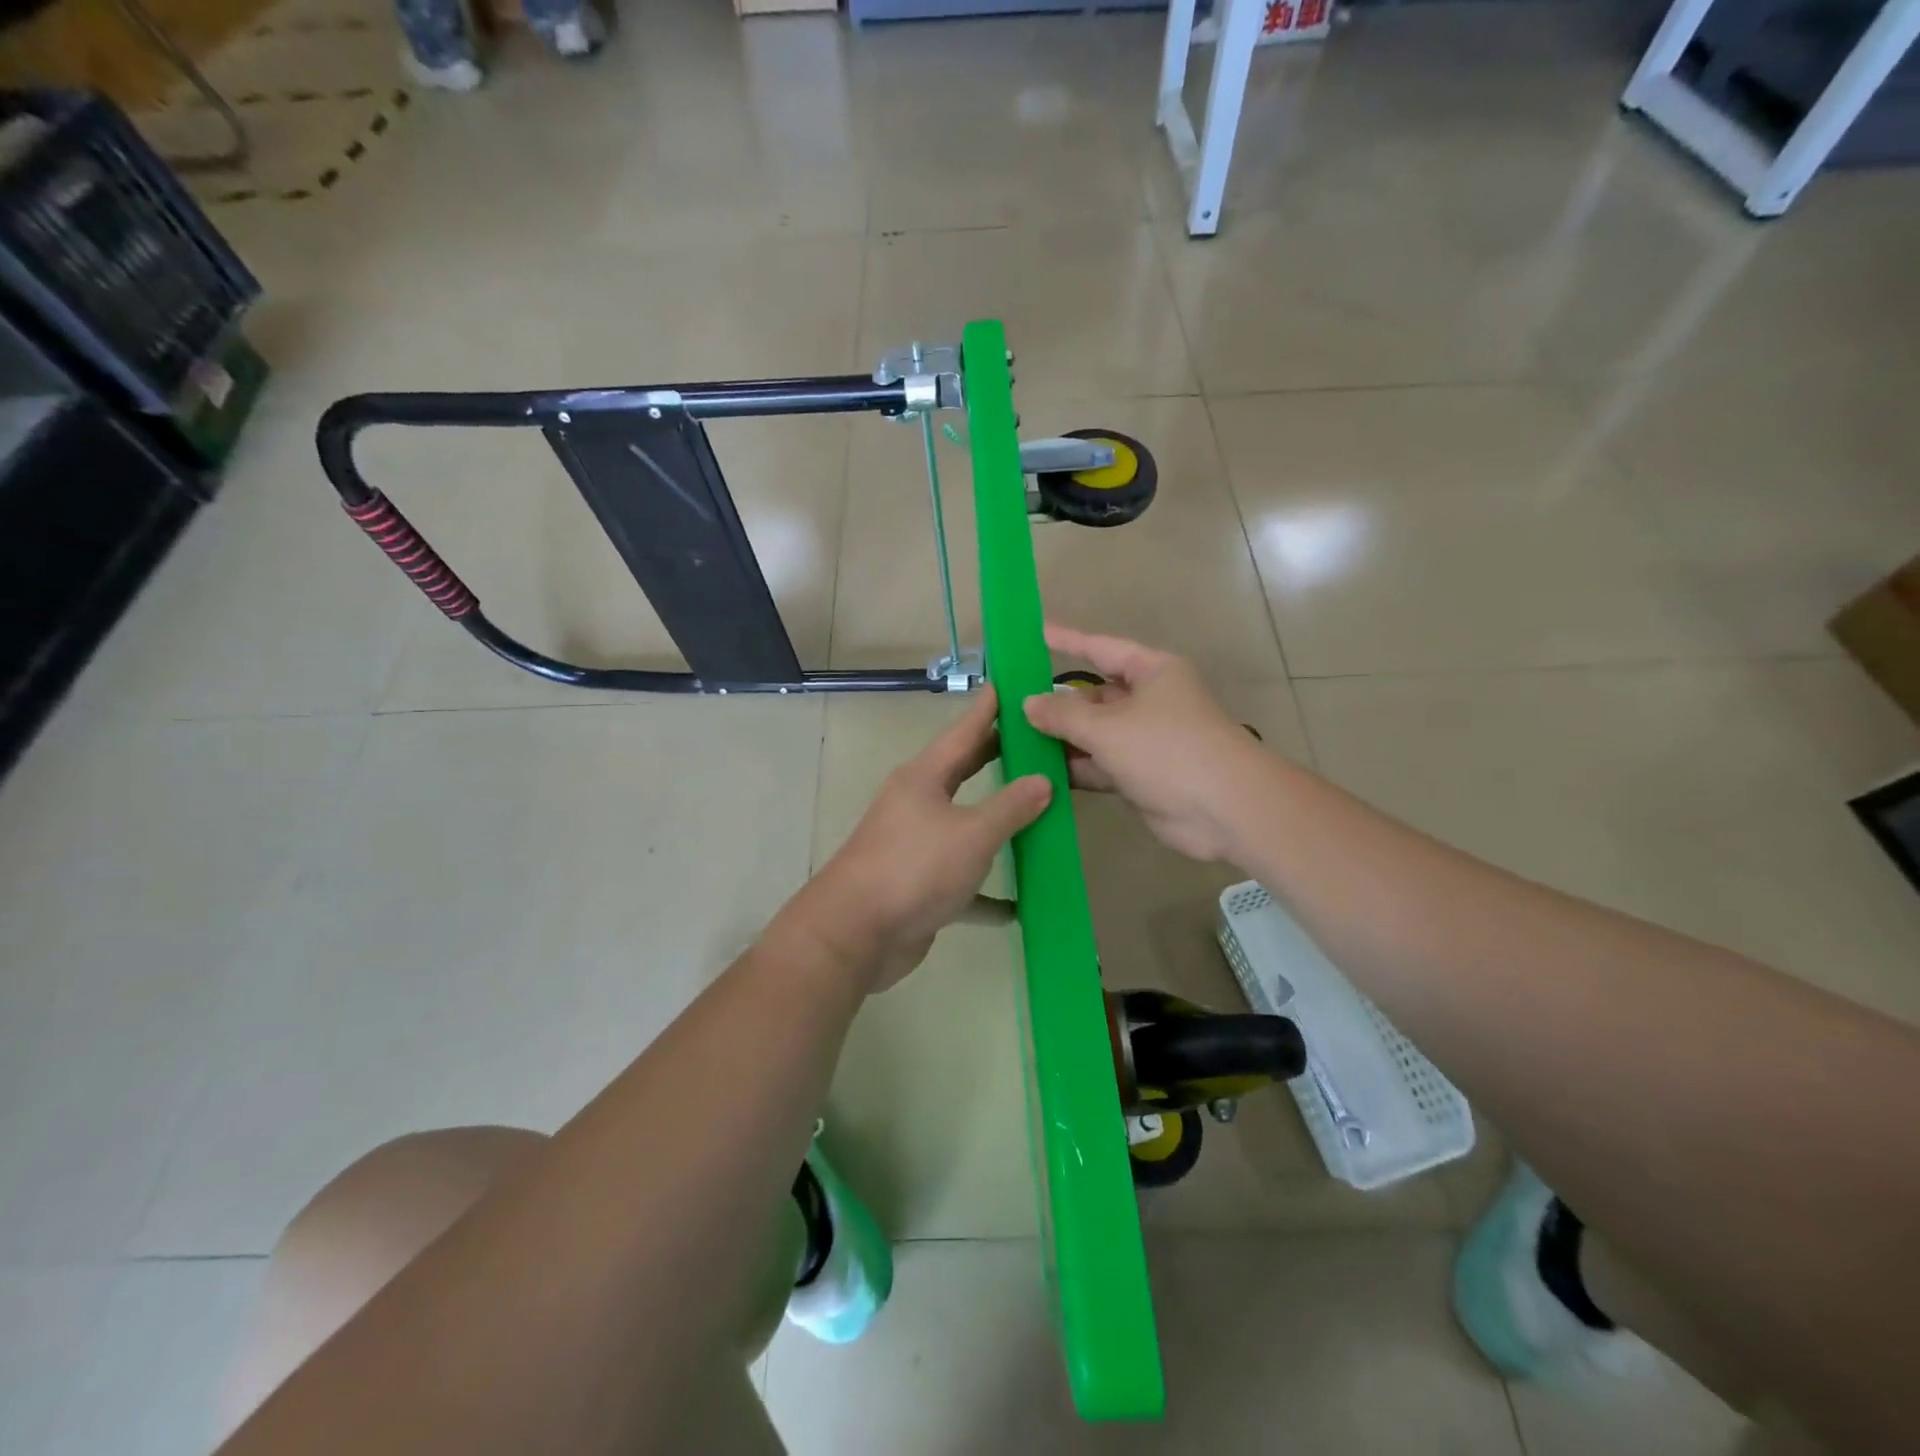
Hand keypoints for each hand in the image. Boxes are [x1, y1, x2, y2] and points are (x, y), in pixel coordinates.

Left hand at [781, 687, 1050, 993]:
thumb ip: (1011, 807)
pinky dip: (987, 889)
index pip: (964, 732)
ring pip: (965, 824)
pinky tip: (1017, 904)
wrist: (857, 933)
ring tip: (1037, 808)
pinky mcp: (918, 883)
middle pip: (962, 771)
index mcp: (924, 778)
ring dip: (996, 820)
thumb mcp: (973, 834)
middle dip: (995, 756)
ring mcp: (915, 843)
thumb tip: (1043, 780)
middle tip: (1032, 739)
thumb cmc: (915, 868)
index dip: (987, 708)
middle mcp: (916, 803)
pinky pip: (961, 877)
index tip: (1007, 684)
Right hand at [1023, 625, 1269, 862]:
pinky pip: (1100, 764)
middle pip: (1094, 695)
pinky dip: (1075, 767)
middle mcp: (1149, 701)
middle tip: (1009, 705)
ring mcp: (1145, 740)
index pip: (1100, 648)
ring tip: (1014, 740)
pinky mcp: (1141, 775)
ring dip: (1061, 739)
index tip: (1033, 634)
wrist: (1225, 810)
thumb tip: (1028, 703)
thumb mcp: (1108, 727)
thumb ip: (1063, 714)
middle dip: (1057, 703)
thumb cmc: (1168, 750)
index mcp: (1152, 672)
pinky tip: (1039, 772)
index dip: (1066, 640)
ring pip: (1094, 733)